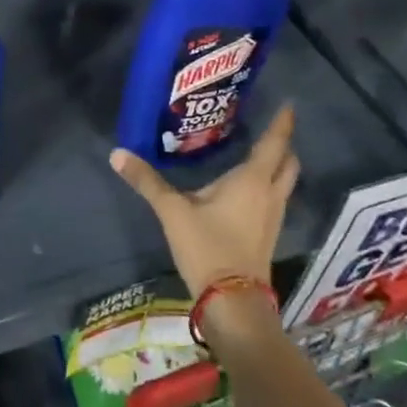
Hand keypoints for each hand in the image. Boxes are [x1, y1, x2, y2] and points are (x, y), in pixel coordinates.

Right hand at [108, 105, 299, 298]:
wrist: (232, 302)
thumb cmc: (207, 247)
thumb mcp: (172, 211)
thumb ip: (147, 181)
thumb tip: (117, 154)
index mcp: (252, 180)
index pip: (274, 143)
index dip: (282, 123)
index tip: (288, 105)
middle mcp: (270, 194)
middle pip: (288, 163)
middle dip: (283, 145)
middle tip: (271, 130)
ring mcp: (273, 217)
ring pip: (285, 182)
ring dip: (278, 167)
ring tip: (259, 155)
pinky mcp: (269, 235)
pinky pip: (276, 199)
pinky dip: (269, 186)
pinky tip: (248, 190)